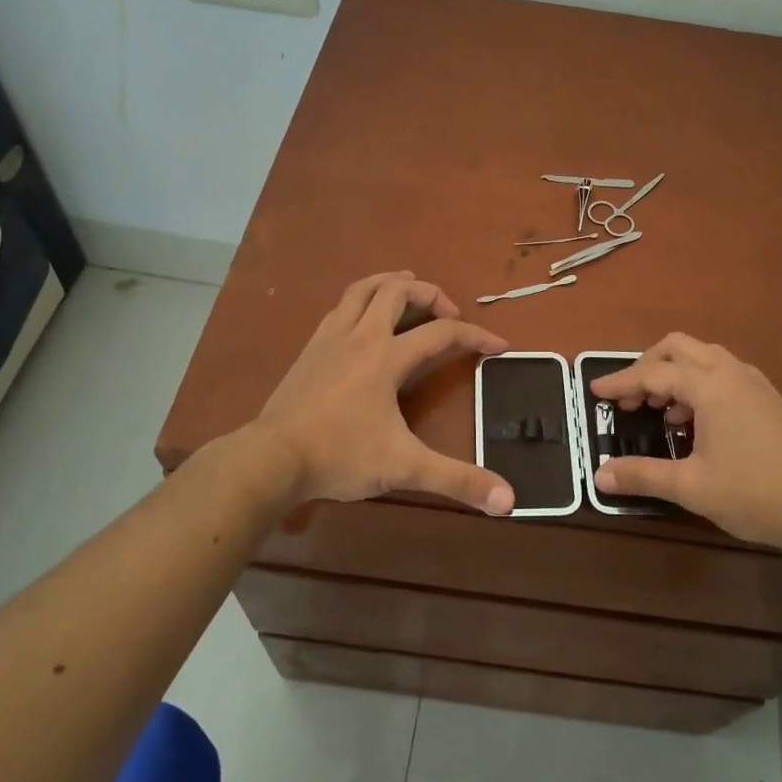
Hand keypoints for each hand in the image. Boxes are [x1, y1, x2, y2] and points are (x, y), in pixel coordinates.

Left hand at [253, 272, 514, 514]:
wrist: (271, 457)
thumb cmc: (340, 456)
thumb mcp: (404, 468)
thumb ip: (456, 480)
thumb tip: (509, 500)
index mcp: (387, 357)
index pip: (442, 332)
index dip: (476, 336)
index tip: (499, 346)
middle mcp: (361, 336)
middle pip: (398, 290)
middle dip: (430, 293)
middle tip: (448, 313)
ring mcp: (331, 338)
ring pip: (363, 289)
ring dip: (391, 282)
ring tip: (408, 287)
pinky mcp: (310, 348)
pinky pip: (341, 307)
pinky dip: (362, 301)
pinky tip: (363, 319)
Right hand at [590, 333, 781, 551]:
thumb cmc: (755, 492)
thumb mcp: (691, 487)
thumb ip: (643, 475)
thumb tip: (600, 475)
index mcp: (709, 385)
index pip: (652, 373)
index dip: (620, 382)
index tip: (594, 392)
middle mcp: (731, 372)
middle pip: (678, 348)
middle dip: (647, 366)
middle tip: (629, 398)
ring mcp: (754, 383)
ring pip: (703, 357)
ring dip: (675, 374)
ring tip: (661, 411)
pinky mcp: (768, 399)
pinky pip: (722, 373)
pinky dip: (698, 384)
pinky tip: (696, 423)